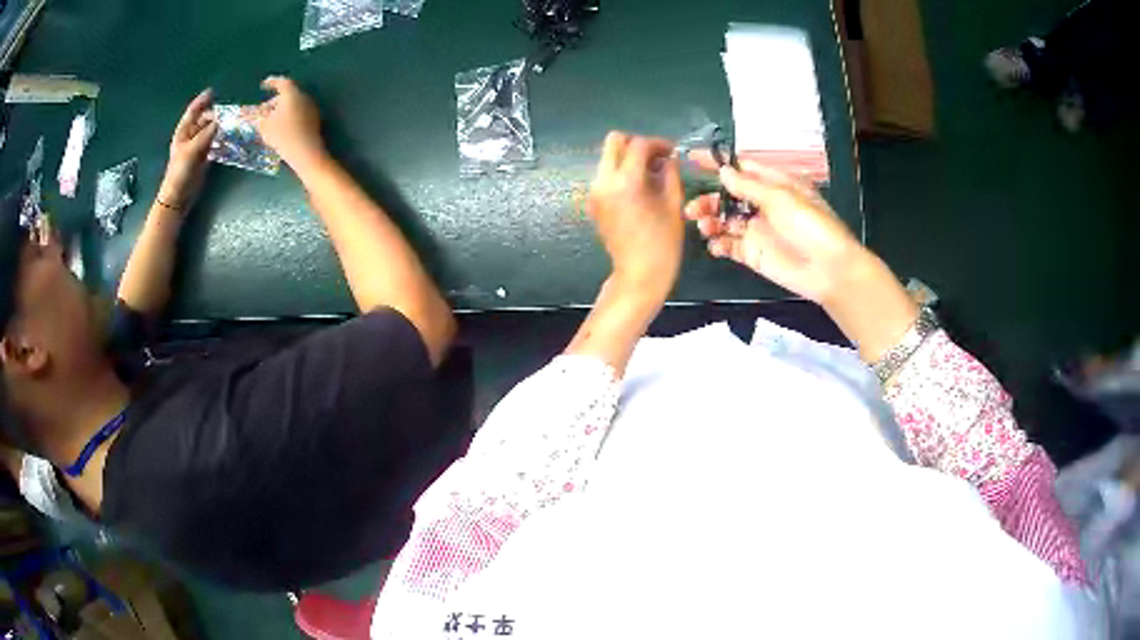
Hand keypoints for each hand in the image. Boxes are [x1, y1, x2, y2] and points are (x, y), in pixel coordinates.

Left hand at [158, 89, 218, 210]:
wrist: (178, 197)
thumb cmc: (180, 173)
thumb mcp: (192, 150)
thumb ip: (207, 134)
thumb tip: (222, 121)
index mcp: (184, 132)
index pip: (193, 111)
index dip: (202, 101)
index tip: (213, 92)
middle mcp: (191, 137)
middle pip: (205, 120)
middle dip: (216, 114)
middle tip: (230, 111)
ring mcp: (198, 147)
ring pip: (211, 131)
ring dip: (220, 126)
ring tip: (233, 122)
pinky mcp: (204, 158)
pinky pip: (215, 143)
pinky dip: (222, 139)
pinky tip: (229, 138)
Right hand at [250, 76, 325, 169]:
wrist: (305, 151)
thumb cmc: (282, 134)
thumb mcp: (264, 125)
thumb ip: (255, 117)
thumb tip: (246, 113)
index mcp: (292, 93)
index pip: (282, 82)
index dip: (272, 82)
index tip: (264, 84)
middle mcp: (304, 96)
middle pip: (287, 94)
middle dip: (274, 101)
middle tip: (263, 110)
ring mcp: (311, 108)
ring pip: (293, 104)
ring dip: (281, 109)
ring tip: (270, 121)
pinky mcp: (314, 120)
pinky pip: (299, 113)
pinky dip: (289, 116)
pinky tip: (281, 127)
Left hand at [587, 132, 684, 301]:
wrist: (639, 275)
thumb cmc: (663, 243)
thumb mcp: (674, 204)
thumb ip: (671, 174)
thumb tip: (669, 158)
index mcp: (625, 182)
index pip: (638, 145)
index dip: (658, 143)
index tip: (672, 151)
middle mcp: (604, 182)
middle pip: (614, 141)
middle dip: (637, 144)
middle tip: (657, 157)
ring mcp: (595, 192)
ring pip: (608, 157)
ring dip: (629, 158)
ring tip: (652, 174)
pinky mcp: (593, 202)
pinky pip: (605, 174)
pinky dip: (621, 172)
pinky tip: (640, 188)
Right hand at [684, 154, 864, 303]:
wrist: (828, 268)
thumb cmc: (809, 224)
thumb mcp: (780, 197)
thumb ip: (748, 185)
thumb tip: (723, 171)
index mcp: (774, 185)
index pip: (742, 169)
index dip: (718, 165)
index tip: (691, 160)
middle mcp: (763, 205)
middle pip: (728, 196)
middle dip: (709, 199)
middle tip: (692, 208)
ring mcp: (757, 230)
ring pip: (725, 221)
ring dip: (710, 220)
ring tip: (703, 226)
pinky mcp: (753, 254)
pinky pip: (730, 246)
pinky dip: (719, 244)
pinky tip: (715, 245)